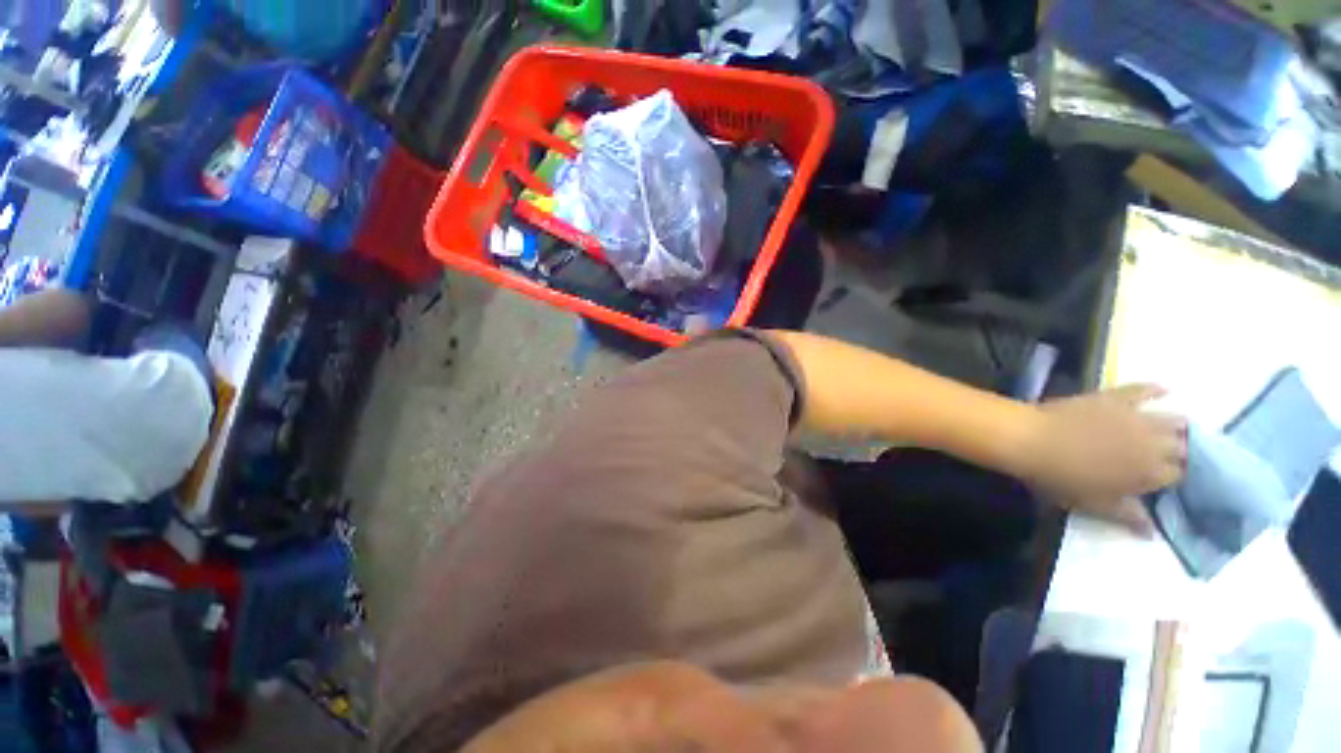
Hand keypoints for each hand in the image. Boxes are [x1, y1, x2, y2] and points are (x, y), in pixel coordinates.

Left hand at [1021, 385, 1186, 534]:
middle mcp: (1154, 443)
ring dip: (1176, 425)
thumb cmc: (1060, 478)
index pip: (1177, 475)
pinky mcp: (1115, 397)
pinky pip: (1142, 390)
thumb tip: (1151, 532)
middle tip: (1174, 455)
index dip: (1174, 477)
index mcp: (1150, 473)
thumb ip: (1126, 514)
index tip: (1167, 479)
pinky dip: (1155, 390)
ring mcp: (1136, 417)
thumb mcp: (1093, 503)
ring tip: (1177, 429)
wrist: (1032, 439)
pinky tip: (1166, 389)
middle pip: (1180, 447)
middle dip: (1180, 452)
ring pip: (1172, 420)